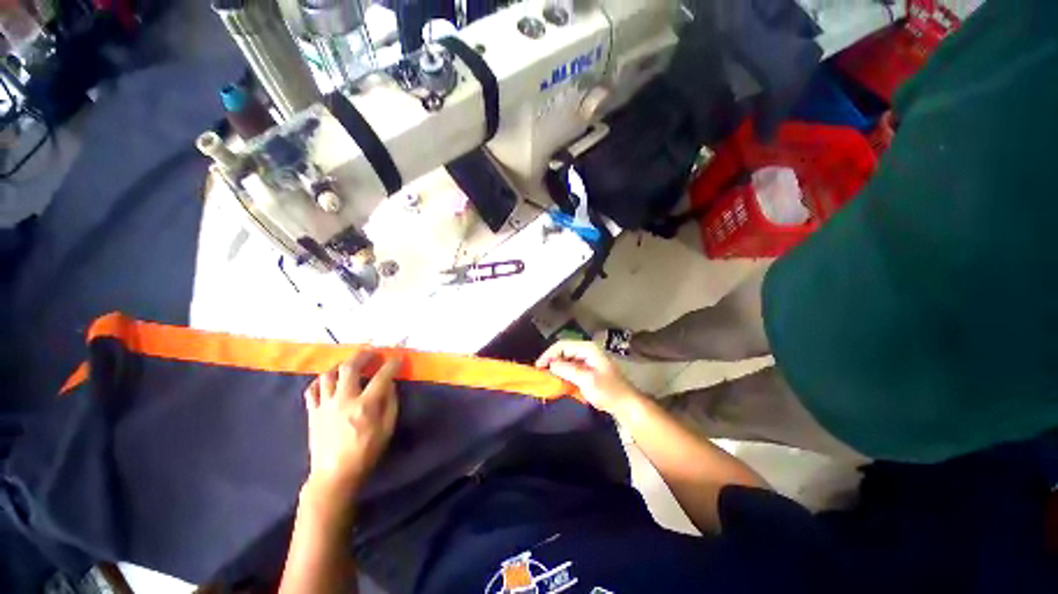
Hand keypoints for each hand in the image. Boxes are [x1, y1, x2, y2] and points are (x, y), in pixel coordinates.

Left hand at [302, 351, 401, 506]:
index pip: (382, 376)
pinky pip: (311, 390)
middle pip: (350, 368)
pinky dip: (320, 380)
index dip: (392, 364)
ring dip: (342, 365)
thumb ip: (390, 403)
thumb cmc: (366, 453)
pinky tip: (328, 380)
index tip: (397, 358)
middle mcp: (343, 400)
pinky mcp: (312, 412)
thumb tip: (390, 383)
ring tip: (351, 364)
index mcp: (365, 406)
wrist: (334, 475)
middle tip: (372, 353)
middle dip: (363, 356)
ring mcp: (325, 405)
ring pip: (328, 375)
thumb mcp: (387, 429)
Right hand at [535, 341, 644, 418]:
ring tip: (547, 377)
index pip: (562, 345)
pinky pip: (571, 368)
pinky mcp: (588, 370)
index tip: (538, 367)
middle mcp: (587, 351)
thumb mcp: (586, 379)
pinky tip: (558, 381)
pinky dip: (563, 373)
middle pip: (563, 351)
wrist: (626, 405)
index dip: (549, 354)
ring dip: (557, 368)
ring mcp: (588, 361)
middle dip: (552, 360)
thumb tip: (550, 364)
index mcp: (588, 348)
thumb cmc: (608, 391)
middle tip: (541, 373)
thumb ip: (567, 369)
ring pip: (566, 360)